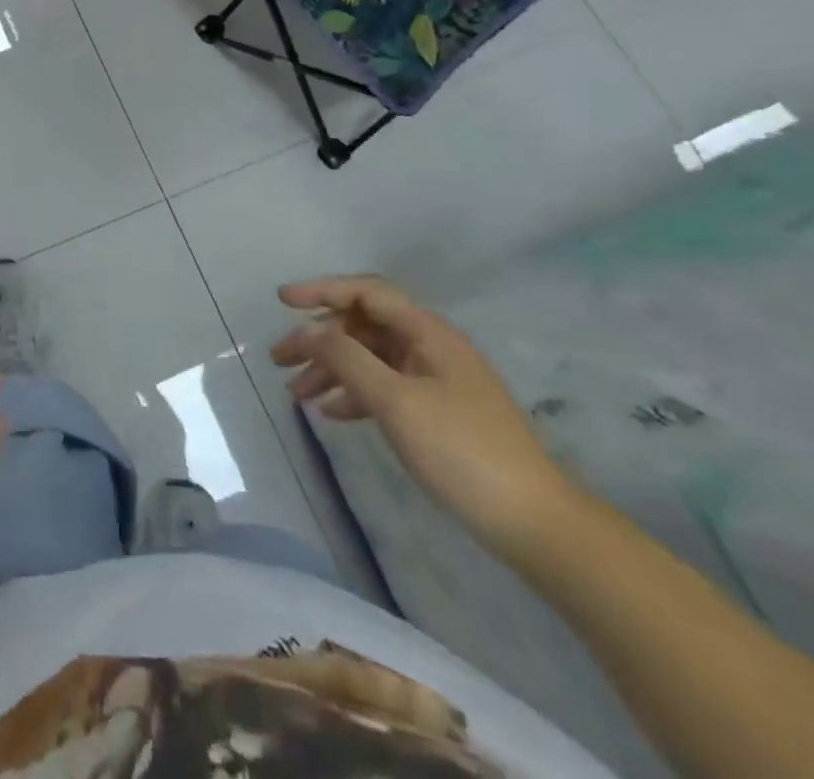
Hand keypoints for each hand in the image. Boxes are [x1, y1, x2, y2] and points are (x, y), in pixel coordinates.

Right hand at [270, 277, 577, 555]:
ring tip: (296, 394)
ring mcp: (436, 380)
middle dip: (319, 339)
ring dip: (331, 369)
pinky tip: (333, 413)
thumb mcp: (396, 401)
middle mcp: (431, 347)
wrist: (534, 522)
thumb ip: (347, 359)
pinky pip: (384, 387)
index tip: (282, 301)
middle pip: (363, 326)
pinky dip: (354, 393)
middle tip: (280, 359)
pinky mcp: (437, 411)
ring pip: (370, 358)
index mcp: (428, 333)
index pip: (366, 293)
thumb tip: (308, 330)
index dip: (322, 290)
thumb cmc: (462, 451)